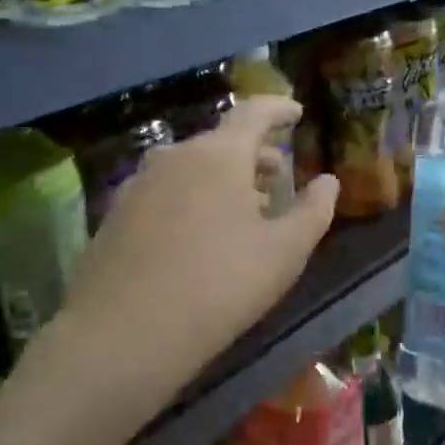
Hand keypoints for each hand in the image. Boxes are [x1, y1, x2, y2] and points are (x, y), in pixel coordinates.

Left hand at [55, 96, 338, 418]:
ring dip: (222, 177)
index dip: (279, 110)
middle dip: (254, 153)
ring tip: (243, 207)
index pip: (254, 113)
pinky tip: (198, 234)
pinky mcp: (115, 215)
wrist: (122, 334)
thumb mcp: (284, 253)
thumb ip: (313, 211)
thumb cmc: (219, 286)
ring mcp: (138, 184)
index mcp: (218, 155)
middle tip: (277, 174)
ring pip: (191, 167)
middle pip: (221, 142)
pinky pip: (166, 191)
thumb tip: (328, 181)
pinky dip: (192, 197)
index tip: (297, 113)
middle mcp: (174, 157)